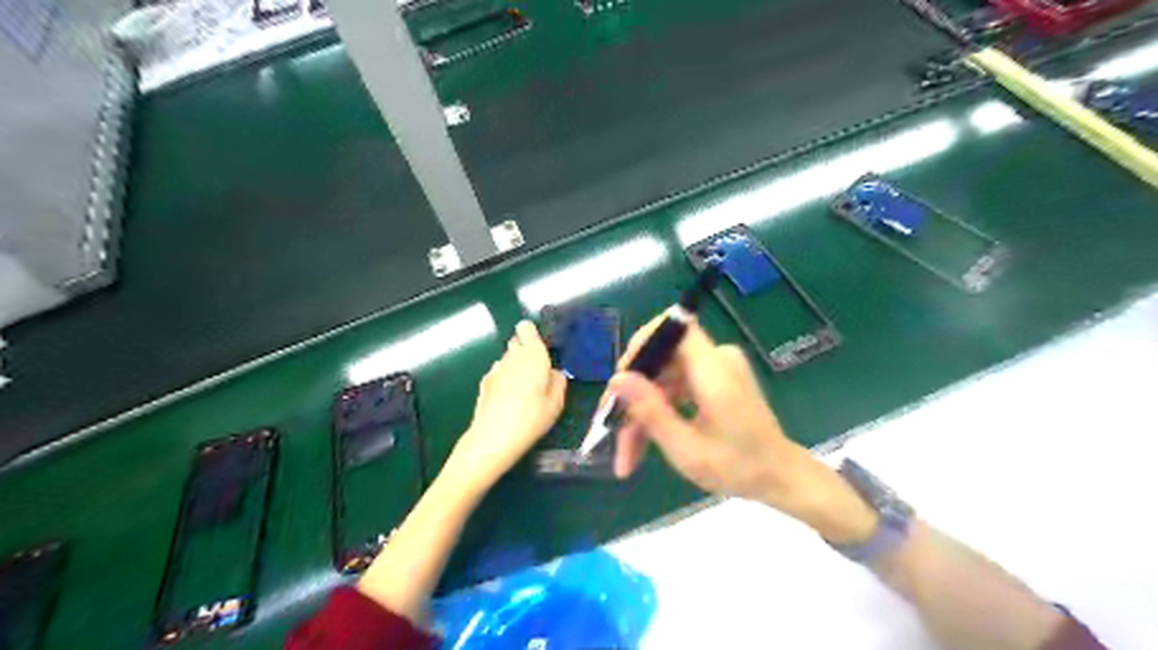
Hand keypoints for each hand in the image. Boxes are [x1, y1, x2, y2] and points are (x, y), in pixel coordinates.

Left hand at [445, 319, 569, 487]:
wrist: (494, 437)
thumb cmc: (531, 418)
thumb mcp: (556, 403)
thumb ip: (558, 381)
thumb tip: (554, 372)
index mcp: (534, 355)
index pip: (527, 328)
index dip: (532, 334)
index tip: (541, 349)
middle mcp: (513, 356)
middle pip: (517, 342)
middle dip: (525, 351)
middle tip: (536, 373)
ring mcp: (496, 368)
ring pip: (507, 358)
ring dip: (515, 366)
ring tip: (522, 390)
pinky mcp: (484, 381)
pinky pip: (498, 373)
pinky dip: (504, 379)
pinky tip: (508, 400)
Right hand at [610, 314, 873, 543]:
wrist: (780, 478)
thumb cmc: (739, 468)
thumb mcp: (686, 448)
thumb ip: (650, 411)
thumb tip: (616, 379)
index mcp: (714, 370)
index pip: (673, 327)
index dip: (642, 345)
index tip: (621, 381)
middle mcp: (716, 359)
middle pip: (661, 359)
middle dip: (633, 394)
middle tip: (611, 429)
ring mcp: (716, 369)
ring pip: (663, 377)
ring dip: (642, 410)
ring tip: (627, 453)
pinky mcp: (714, 380)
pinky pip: (675, 385)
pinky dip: (659, 410)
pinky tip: (644, 441)